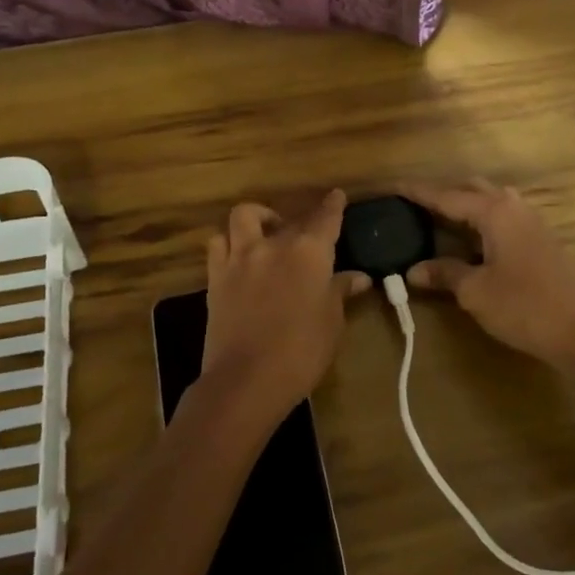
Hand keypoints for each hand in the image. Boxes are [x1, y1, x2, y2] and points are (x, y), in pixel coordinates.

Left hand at [201, 190, 370, 429]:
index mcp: (309, 252)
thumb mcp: (332, 322)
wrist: (247, 379)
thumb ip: (341, 292)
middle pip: (289, 219)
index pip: (326, 218)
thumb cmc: (302, 351)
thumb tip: (359, 277)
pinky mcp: (216, 276)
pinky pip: (218, 244)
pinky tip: (238, 255)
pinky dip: (228, 242)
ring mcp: (240, 257)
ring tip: (265, 233)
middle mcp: (274, 244)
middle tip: (307, 233)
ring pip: (244, 216)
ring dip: (257, 218)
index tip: (336, 195)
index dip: (333, 205)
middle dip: (300, 220)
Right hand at [401, 180, 574, 368]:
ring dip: (465, 206)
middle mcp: (513, 207)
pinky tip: (471, 241)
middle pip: (472, 189)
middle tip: (415, 205)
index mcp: (494, 211)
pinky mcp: (541, 239)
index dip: (418, 192)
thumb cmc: (524, 307)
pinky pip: (503, 216)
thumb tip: (413, 270)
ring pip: (491, 201)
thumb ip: (444, 273)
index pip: (447, 196)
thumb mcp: (475, 291)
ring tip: (439, 220)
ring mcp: (531, 221)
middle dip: (443, 194)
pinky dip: (481, 220)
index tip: (394, 185)